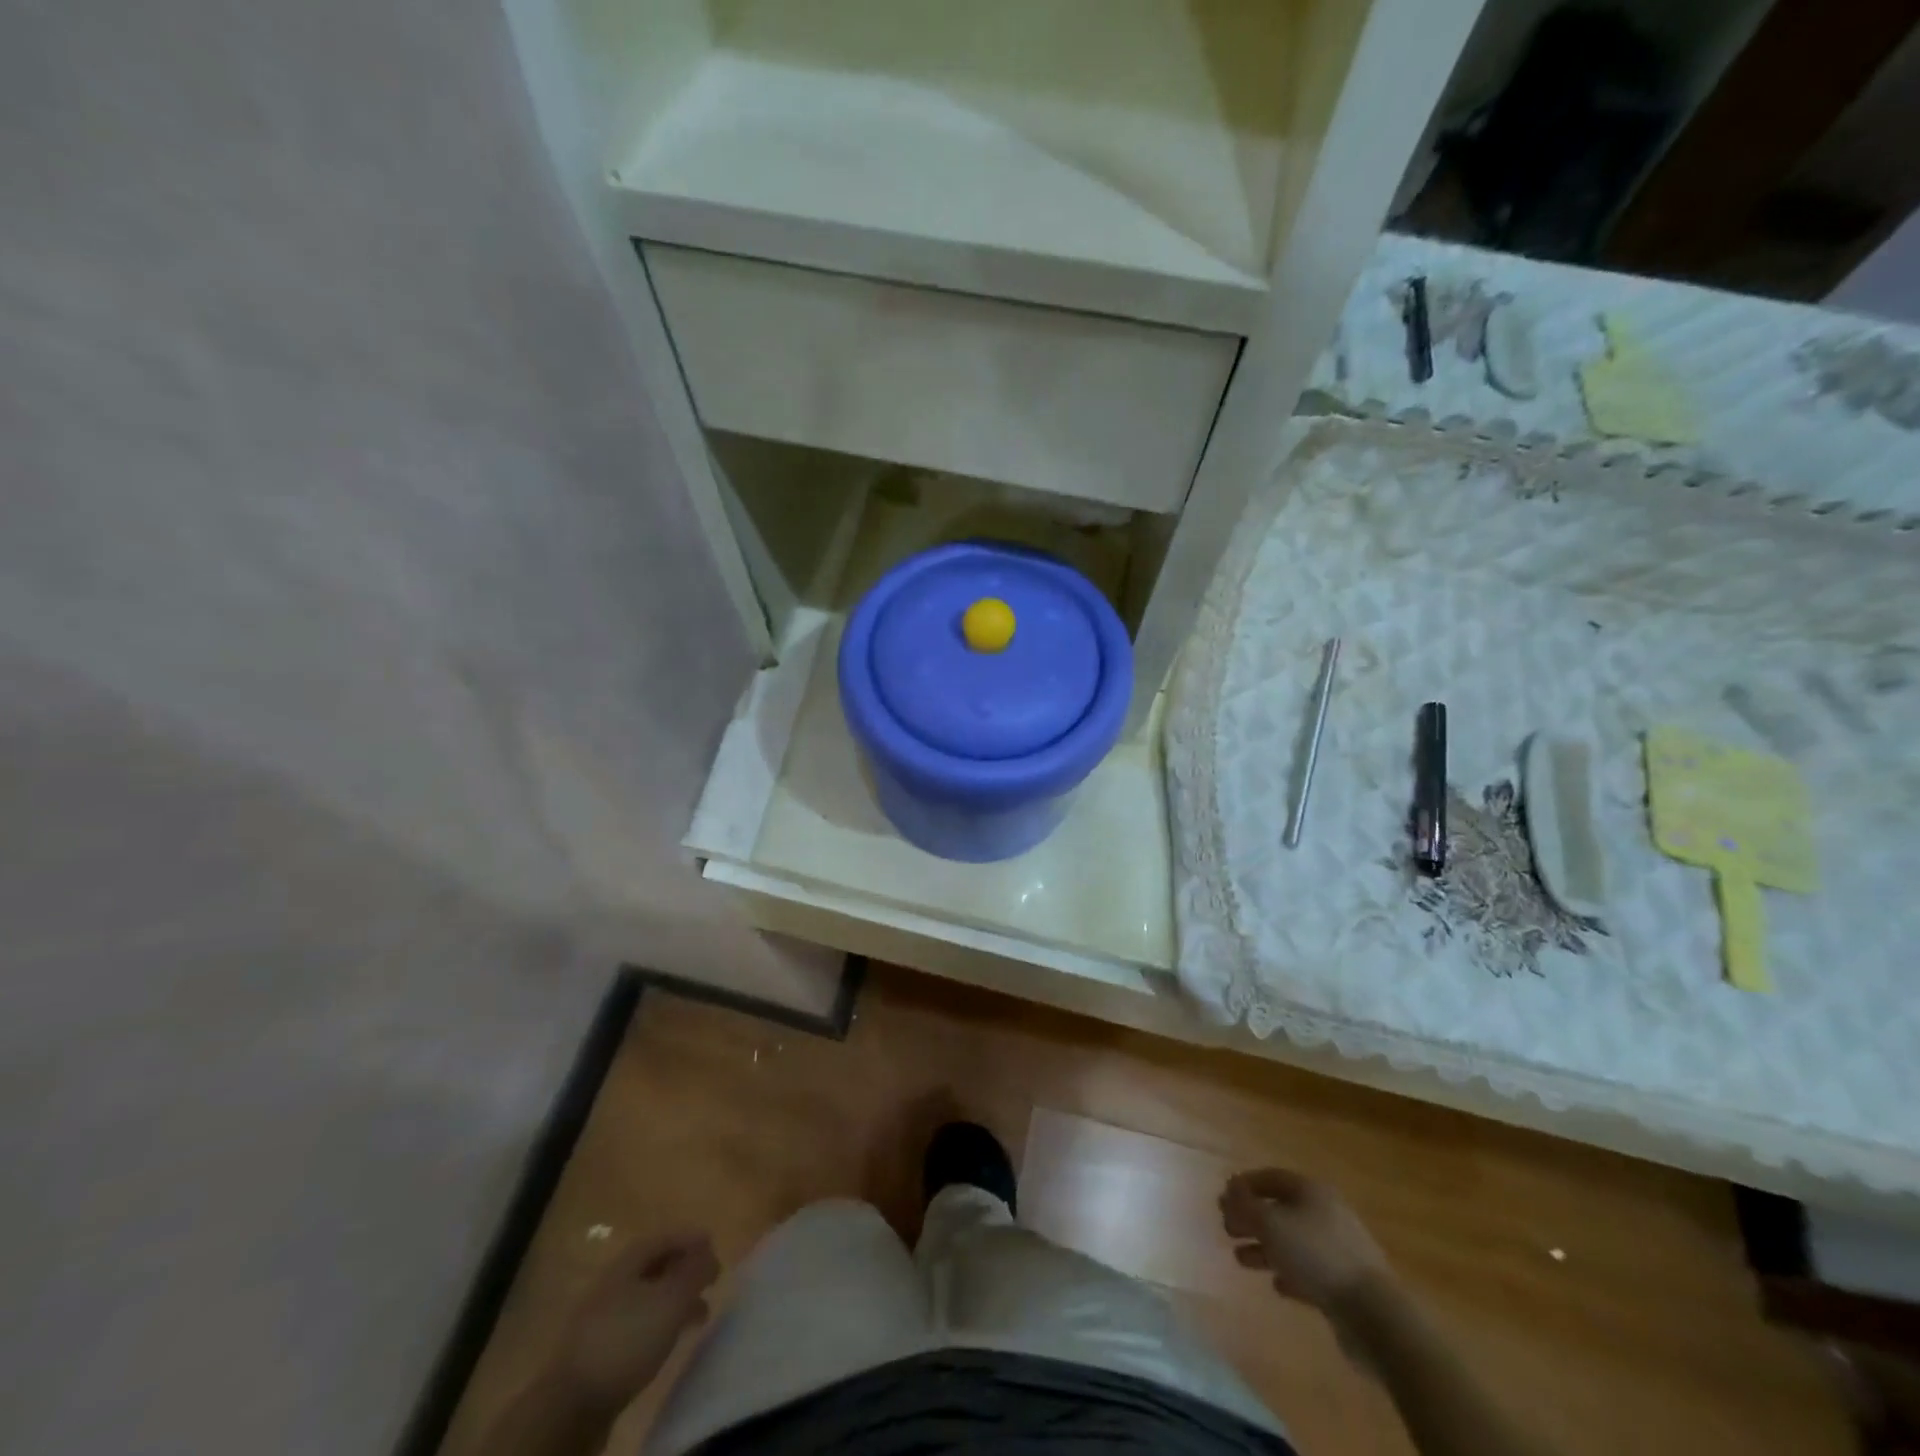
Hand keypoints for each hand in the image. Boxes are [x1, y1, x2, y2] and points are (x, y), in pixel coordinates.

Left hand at [549, 1234, 719, 1412]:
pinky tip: (672, 1338)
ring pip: (648, 1297)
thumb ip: (694, 1272)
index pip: (663, 1237)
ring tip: (701, 1313)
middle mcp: (614, 1282)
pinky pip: (639, 1323)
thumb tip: (709, 1252)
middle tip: (712, 1278)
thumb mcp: (670, 1300)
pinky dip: (661, 1323)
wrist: (571, 1404)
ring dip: (676, 1299)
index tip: (713, 1245)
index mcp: (627, 1262)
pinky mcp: (602, 1349)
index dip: (689, 1237)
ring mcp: (604, 1317)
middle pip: (655, 1266)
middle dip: (685, 1269)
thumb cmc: (627, 1339)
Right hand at [1220, 1168, 1389, 1312]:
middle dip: (1251, 1218)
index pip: (1271, 1178)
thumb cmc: (1316, 1255)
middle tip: (1227, 1229)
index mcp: (1311, 1191)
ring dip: (1265, 1247)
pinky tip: (1276, 1285)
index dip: (1244, 1186)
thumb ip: (1245, 1206)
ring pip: (1292, 1241)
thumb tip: (1229, 1192)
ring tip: (1240, 1259)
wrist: (1373, 1314)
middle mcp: (1325, 1213)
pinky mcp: (1344, 1283)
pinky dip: (1289, 1273)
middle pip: (1281, 1209)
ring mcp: (1338, 1249)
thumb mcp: (1271, 1224)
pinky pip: (1309, 1271)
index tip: (1222, 1199)